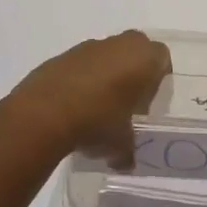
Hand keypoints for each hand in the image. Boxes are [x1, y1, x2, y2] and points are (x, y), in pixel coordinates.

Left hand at [0, 31, 170, 166]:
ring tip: (98, 105)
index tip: (150, 98)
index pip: (162, 57)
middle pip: (135, 48)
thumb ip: (128, 151)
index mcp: (143, 59)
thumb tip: (125, 162)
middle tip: (128, 98)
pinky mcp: (63, 54)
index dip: (158, 76)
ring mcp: (89, 46)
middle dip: (134, 68)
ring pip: (107, 53)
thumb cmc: (97, 121)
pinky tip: (75, 104)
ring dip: (106, 72)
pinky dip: (82, 77)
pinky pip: (82, 63)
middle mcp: (119, 45)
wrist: (44, 112)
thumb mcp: (120, 145)